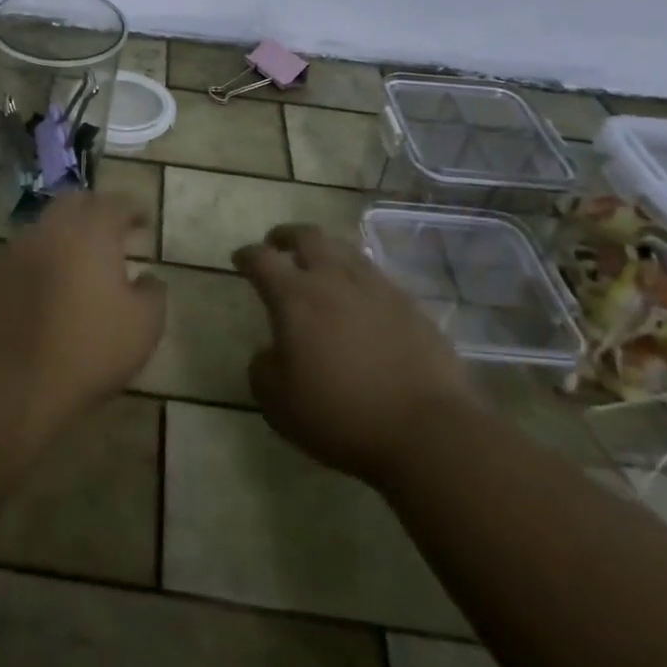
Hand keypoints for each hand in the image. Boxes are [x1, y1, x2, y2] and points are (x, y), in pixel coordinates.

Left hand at [0, 192, 165, 452]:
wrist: (3, 388)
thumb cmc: (85, 352)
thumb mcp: (143, 328)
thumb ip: (152, 293)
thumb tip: (147, 277)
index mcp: (89, 232)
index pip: (115, 203)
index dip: (133, 209)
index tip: (143, 221)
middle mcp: (48, 230)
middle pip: (73, 204)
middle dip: (94, 212)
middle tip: (111, 234)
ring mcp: (11, 252)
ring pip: (43, 231)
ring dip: (63, 239)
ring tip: (78, 266)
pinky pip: (19, 260)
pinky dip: (37, 266)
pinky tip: (45, 293)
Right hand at [235, 223, 472, 484]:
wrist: (427, 431)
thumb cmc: (340, 415)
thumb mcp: (278, 403)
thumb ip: (263, 369)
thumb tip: (270, 353)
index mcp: (295, 297)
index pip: (261, 260)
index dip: (246, 255)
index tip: (240, 259)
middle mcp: (334, 280)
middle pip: (307, 236)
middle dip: (286, 236)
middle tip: (277, 245)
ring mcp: (378, 289)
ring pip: (346, 251)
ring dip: (326, 253)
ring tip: (320, 268)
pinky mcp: (412, 306)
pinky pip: (377, 279)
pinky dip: (359, 281)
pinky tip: (361, 302)